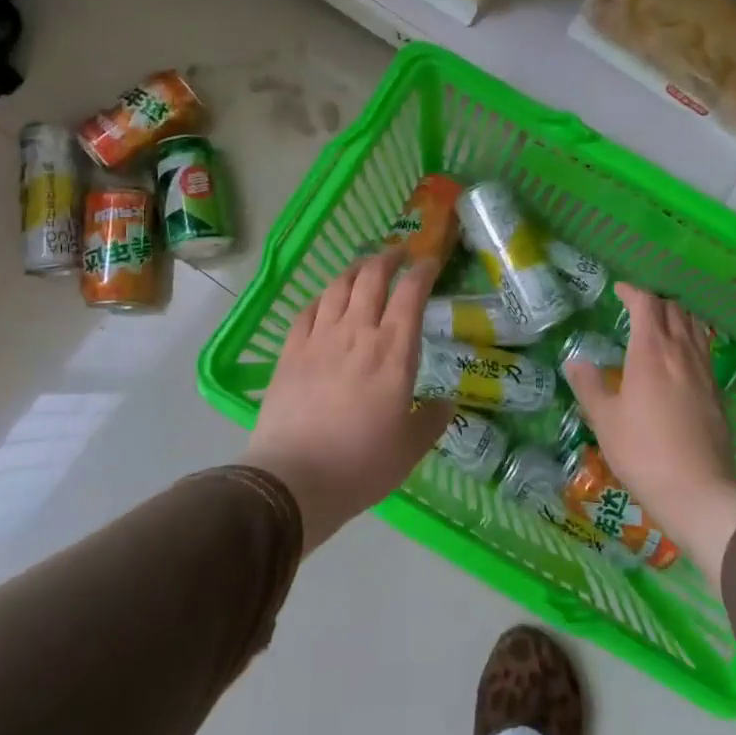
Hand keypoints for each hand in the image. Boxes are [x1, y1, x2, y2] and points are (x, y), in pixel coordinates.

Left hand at [243, 247, 451, 552]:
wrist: (293, 479)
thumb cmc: (361, 464)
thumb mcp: (410, 449)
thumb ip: (431, 421)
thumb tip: (446, 404)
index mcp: (394, 351)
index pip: (411, 294)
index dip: (422, 271)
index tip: (430, 263)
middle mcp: (357, 333)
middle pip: (371, 278)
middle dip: (387, 258)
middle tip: (397, 255)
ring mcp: (319, 339)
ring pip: (338, 287)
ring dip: (354, 270)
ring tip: (363, 268)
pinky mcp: (290, 352)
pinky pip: (307, 311)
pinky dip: (321, 297)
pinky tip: (325, 300)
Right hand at [565, 284, 735, 589]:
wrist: (698, 491)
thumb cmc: (643, 452)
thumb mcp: (605, 420)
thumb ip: (589, 386)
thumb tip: (576, 361)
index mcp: (651, 351)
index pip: (647, 304)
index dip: (633, 291)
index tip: (620, 290)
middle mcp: (682, 352)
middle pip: (674, 309)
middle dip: (655, 301)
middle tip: (637, 307)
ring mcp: (704, 371)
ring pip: (695, 326)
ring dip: (678, 316)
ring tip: (662, 325)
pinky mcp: (718, 392)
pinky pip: (705, 350)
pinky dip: (692, 339)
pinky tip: (682, 358)